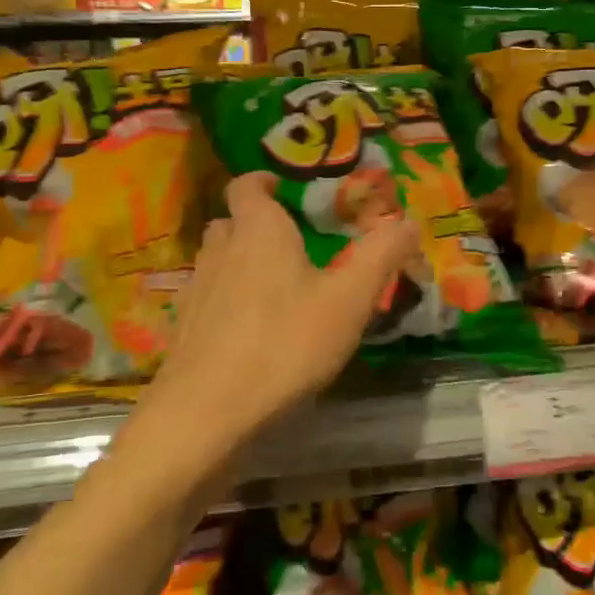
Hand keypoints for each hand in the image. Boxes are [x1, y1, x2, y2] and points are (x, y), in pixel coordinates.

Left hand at [135, 171, 416, 468]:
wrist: (205, 414)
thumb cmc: (284, 344)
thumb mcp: (349, 301)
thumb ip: (380, 256)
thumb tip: (409, 222)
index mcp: (259, 231)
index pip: (247, 185)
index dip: (263, 181)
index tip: (284, 188)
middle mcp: (221, 250)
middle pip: (232, 222)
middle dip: (257, 224)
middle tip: (291, 243)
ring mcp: (196, 289)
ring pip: (217, 260)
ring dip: (240, 262)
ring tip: (274, 286)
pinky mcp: (185, 328)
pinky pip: (208, 298)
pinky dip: (226, 301)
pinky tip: (250, 330)